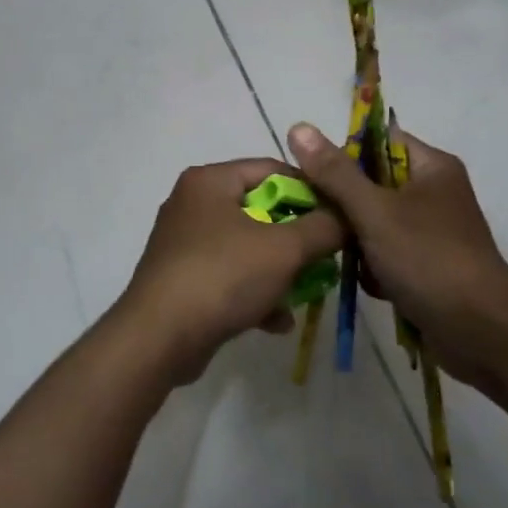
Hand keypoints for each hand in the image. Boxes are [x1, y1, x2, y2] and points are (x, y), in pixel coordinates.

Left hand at [110, 159, 346, 386]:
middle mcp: (193, 204)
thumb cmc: (222, 277)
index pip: (272, 169)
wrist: (158, 339)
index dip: (311, 190)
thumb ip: (323, 227)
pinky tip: (278, 322)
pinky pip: (229, 277)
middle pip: (261, 210)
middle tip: (326, 257)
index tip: (338, 217)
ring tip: (308, 293)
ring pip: (247, 248)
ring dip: (280, 271)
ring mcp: (184, 244)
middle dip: (297, 238)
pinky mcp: (182, 279)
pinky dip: (255, 293)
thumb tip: (348, 217)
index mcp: (210, 181)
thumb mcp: (285, 249)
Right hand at [286, 122, 507, 391]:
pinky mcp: (427, 264)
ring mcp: (432, 230)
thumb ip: (335, 173)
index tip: (314, 179)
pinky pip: (386, 252)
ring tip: (356, 263)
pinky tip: (376, 286)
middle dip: (347, 209)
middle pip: (371, 184)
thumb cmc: (429, 260)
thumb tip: (298, 127)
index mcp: (431, 166)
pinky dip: (376, 268)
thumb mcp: (375, 212)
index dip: (343, 154)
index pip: (377, 141)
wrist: (481, 333)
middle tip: (326, 225)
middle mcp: (434, 191)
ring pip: (374, 222)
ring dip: (359, 243)